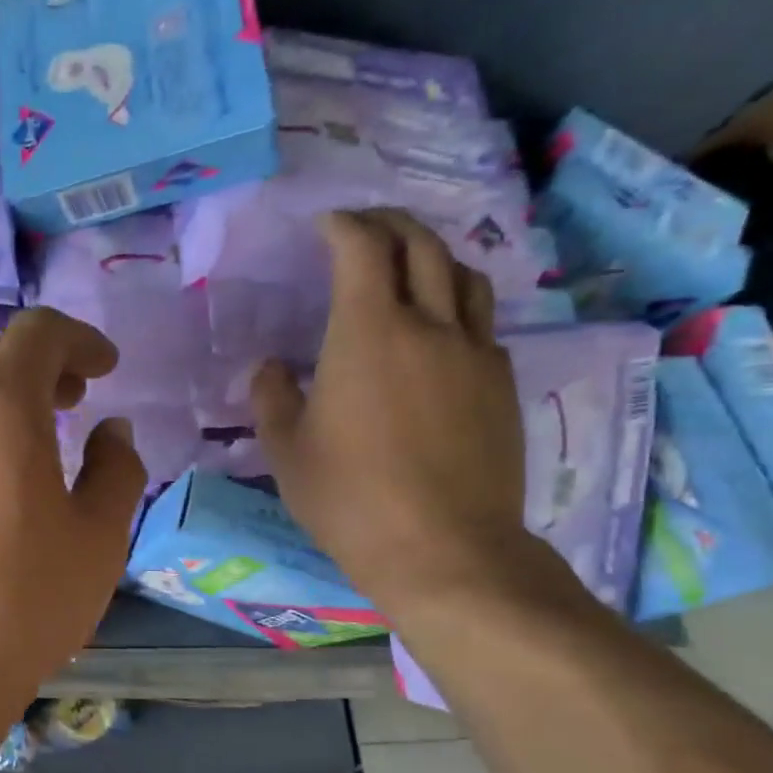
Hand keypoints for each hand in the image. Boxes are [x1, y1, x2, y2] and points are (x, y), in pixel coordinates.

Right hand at [250, 208, 533, 614]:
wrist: (443, 549)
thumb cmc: (349, 499)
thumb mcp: (286, 451)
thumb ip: (272, 397)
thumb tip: (271, 367)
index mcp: (368, 334)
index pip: (362, 248)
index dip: (343, 225)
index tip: (323, 224)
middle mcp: (429, 325)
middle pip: (421, 245)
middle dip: (389, 223)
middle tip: (362, 227)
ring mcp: (474, 353)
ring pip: (462, 275)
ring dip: (431, 255)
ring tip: (406, 263)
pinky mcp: (502, 383)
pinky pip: (481, 321)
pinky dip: (454, 302)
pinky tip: (436, 328)